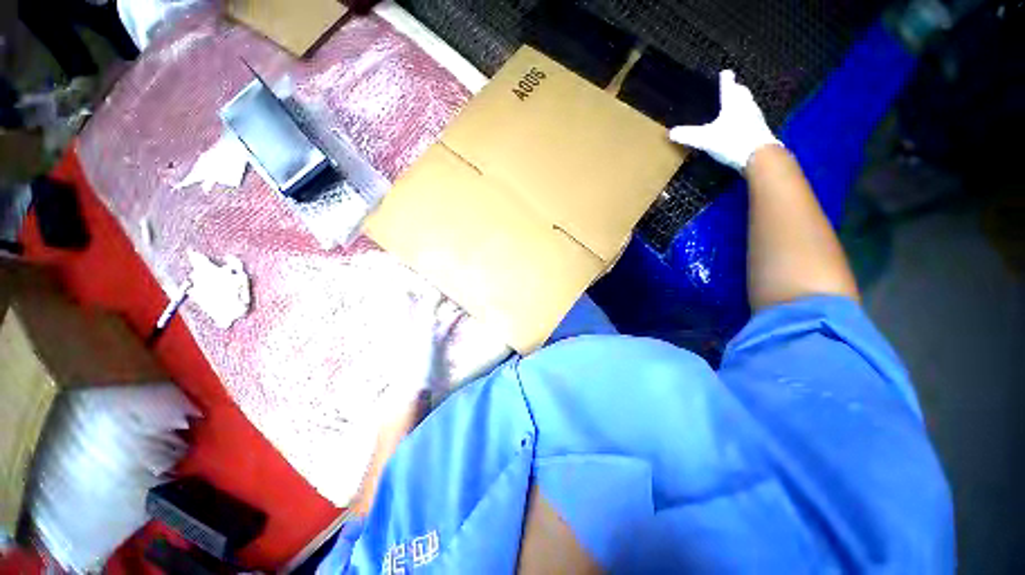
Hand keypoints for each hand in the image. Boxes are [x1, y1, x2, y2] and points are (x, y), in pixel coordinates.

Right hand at [669, 70, 780, 171]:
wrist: (759, 156)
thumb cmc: (732, 141)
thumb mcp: (705, 139)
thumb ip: (688, 135)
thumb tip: (670, 132)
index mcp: (733, 102)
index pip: (728, 85)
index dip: (725, 79)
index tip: (725, 73)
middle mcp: (746, 105)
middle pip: (741, 92)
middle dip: (735, 89)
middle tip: (730, 89)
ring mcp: (755, 116)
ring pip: (747, 103)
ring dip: (741, 102)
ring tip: (733, 106)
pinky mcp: (759, 129)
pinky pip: (750, 117)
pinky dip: (744, 117)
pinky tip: (738, 124)